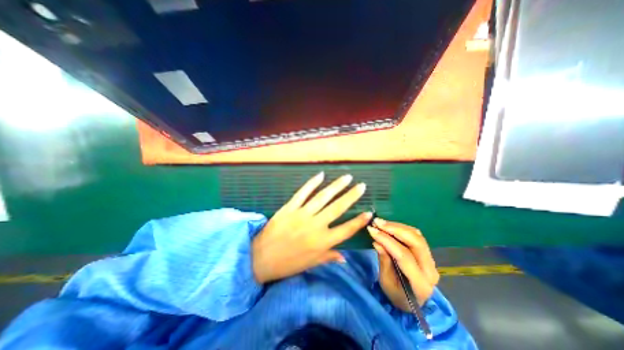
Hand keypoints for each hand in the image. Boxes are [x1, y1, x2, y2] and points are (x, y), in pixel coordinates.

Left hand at [252, 172, 369, 284]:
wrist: (260, 258)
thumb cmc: (287, 263)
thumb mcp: (310, 264)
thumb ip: (328, 257)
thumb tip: (345, 257)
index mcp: (322, 242)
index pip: (346, 230)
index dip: (359, 221)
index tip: (369, 212)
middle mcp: (315, 226)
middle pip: (337, 208)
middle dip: (351, 196)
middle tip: (361, 186)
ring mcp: (302, 214)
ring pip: (322, 197)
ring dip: (336, 186)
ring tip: (347, 178)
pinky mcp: (289, 207)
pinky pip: (303, 193)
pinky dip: (312, 183)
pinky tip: (321, 175)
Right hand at [367, 220, 439, 309]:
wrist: (412, 302)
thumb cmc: (396, 295)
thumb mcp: (386, 282)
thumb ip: (384, 261)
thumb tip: (377, 242)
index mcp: (421, 284)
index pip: (404, 256)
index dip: (387, 240)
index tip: (372, 230)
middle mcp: (430, 270)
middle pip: (415, 242)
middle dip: (394, 229)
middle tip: (377, 222)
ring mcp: (431, 260)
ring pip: (417, 236)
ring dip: (397, 226)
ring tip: (381, 223)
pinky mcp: (427, 253)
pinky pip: (416, 235)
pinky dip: (401, 228)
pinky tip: (389, 226)